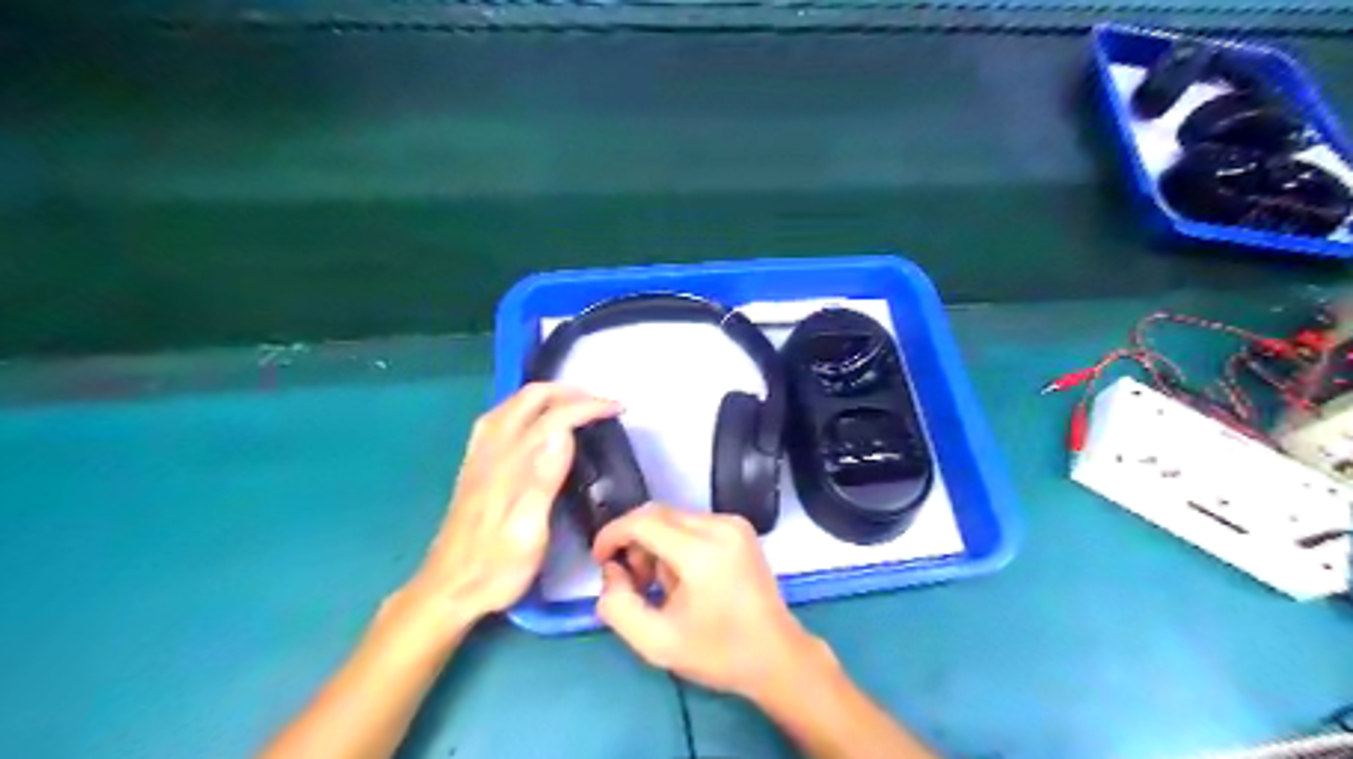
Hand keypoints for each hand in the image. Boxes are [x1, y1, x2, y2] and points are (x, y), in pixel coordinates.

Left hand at [404, 382, 618, 631]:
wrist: (447, 589)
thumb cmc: (496, 568)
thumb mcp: (528, 533)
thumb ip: (543, 479)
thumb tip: (564, 432)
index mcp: (511, 464)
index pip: (555, 416)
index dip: (589, 406)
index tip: (618, 409)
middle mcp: (493, 449)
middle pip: (531, 397)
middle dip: (570, 392)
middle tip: (601, 404)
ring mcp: (480, 454)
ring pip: (514, 403)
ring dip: (549, 395)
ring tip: (577, 406)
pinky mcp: (475, 463)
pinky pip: (500, 417)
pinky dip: (527, 407)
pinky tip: (535, 421)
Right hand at [594, 504, 835, 704]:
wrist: (777, 656)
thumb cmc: (718, 653)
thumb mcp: (656, 643)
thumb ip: (618, 605)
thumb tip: (613, 571)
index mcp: (701, 553)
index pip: (643, 522)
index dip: (612, 534)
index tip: (599, 559)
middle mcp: (720, 527)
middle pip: (657, 515)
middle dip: (634, 542)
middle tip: (633, 581)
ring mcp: (734, 524)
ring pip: (674, 518)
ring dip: (656, 544)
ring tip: (661, 586)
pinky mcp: (740, 528)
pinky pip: (693, 523)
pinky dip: (677, 543)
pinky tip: (684, 577)